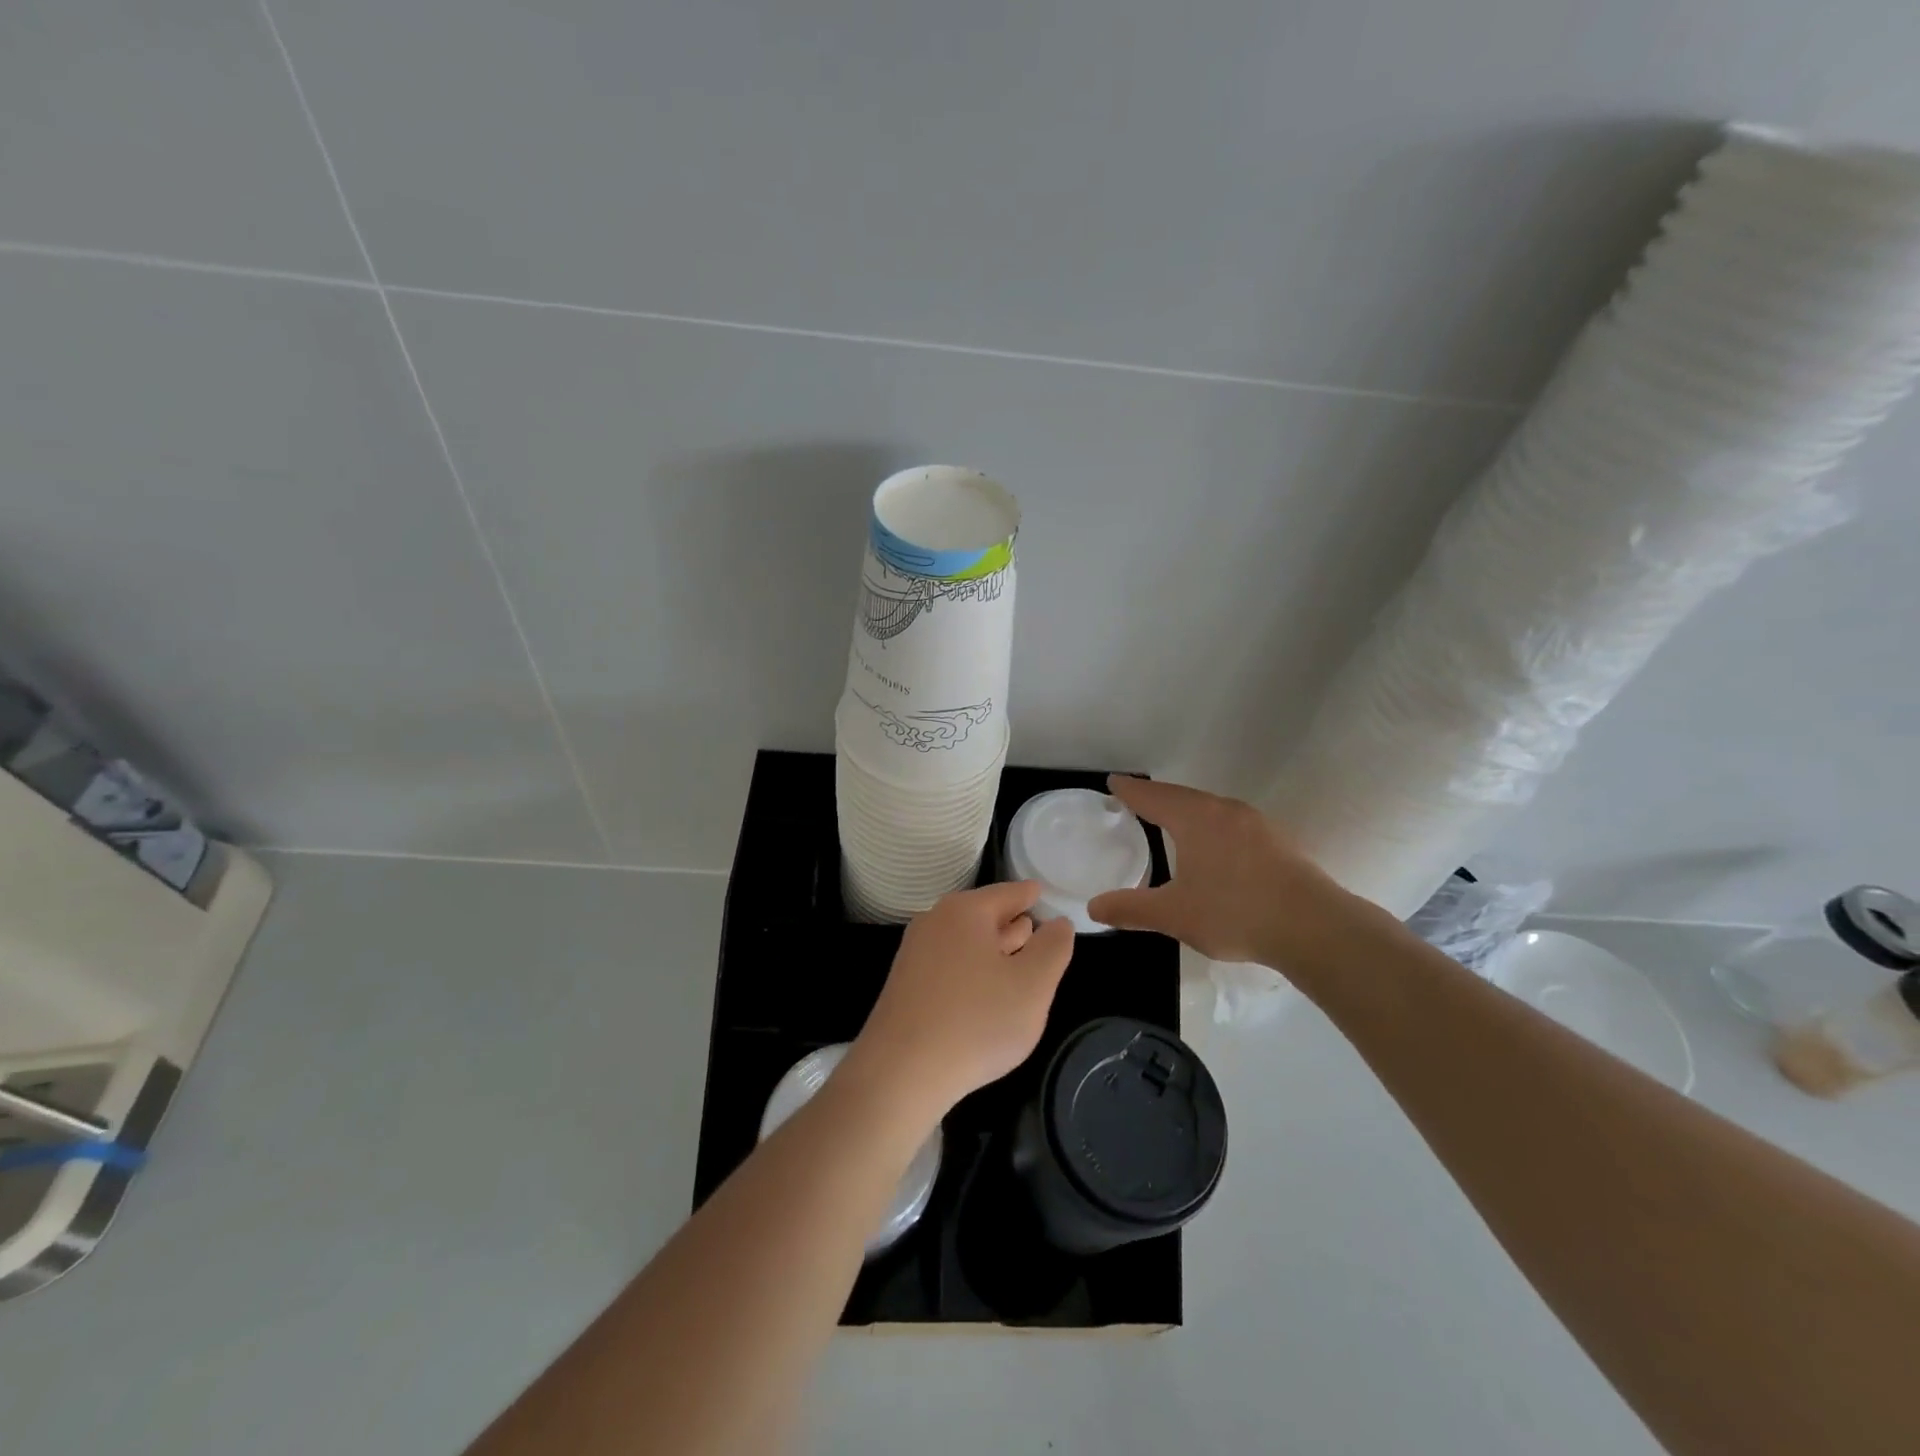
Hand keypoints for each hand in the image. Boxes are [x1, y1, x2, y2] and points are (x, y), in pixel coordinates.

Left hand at [848, 881, 1076, 1116]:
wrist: (901, 1073)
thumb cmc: (977, 1021)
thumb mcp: (1033, 985)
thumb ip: (1053, 948)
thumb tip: (1059, 924)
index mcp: (966, 911)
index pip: (1008, 893)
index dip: (1031, 895)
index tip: (1043, 893)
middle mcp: (935, 922)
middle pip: (983, 915)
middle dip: (1011, 923)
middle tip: (1035, 928)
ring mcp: (915, 954)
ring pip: (965, 942)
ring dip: (993, 950)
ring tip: (1016, 957)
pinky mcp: (905, 985)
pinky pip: (949, 965)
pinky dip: (972, 971)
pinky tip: (985, 995)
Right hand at [1087, 775, 1381, 966]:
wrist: (1314, 927)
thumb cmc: (1235, 913)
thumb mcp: (1174, 915)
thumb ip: (1131, 909)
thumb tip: (1093, 908)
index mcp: (1195, 819)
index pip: (1153, 797)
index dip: (1130, 790)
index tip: (1114, 782)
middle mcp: (1224, 811)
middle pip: (1182, 796)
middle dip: (1157, 796)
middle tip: (1136, 798)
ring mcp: (1255, 823)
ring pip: (1210, 806)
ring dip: (1186, 808)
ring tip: (1170, 818)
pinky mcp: (1276, 841)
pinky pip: (1230, 821)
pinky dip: (1210, 823)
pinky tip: (1213, 843)